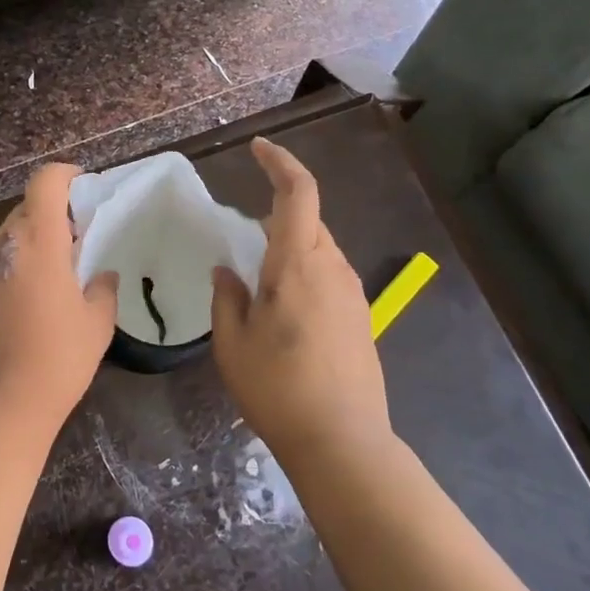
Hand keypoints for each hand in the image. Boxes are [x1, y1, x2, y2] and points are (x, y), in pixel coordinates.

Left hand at [0, 163, 119, 427]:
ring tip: (61, 269)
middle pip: (27, 207)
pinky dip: (19, 261)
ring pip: (11, 234)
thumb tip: (100, 275)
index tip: (85, 188)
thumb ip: (102, 288)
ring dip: (36, 238)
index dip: (66, 175)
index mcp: (37, 239)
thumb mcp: (97, 322)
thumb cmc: (57, 358)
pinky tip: (36, 295)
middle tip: (81, 237)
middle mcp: (3, 244)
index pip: (45, 182)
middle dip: (55, 212)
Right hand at [211, 138, 388, 456]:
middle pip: (309, 221)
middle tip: (242, 238)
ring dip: (290, 248)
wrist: (343, 442)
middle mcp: (333, 269)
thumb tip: (228, 271)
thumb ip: (228, 297)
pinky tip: (284, 310)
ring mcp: (353, 295)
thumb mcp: (232, 342)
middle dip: (278, 214)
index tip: (257, 148)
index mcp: (298, 264)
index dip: (279, 163)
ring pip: (319, 250)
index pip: (298, 193)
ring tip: (259, 281)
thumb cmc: (277, 388)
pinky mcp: (360, 319)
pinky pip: (329, 277)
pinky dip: (303, 273)